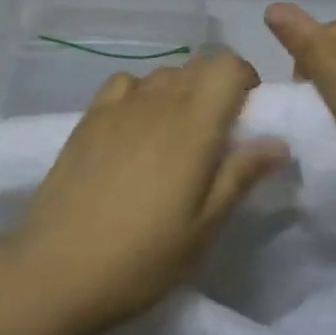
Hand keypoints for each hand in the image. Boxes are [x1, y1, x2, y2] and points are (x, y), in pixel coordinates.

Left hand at [10, 53, 289, 328]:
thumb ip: (240, 176)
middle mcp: (157, 102)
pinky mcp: (88, 117)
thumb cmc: (143, 257)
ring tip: (175, 135)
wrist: (57, 268)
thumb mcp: (204, 227)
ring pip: (162, 74)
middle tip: (216, 133)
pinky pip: (125, 84)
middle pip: (197, 66)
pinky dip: (141, 93)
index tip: (247, 114)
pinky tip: (135, 127)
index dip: (245, 79)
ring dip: (180, 91)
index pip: (228, 66)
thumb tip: (278, 142)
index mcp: (193, 125)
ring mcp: (118, 106)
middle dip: (216, 87)